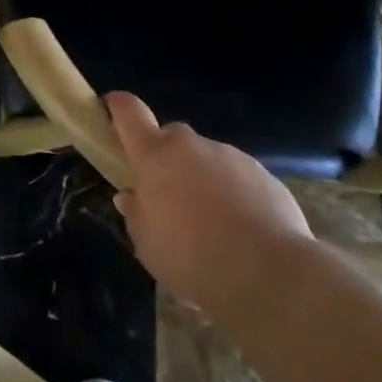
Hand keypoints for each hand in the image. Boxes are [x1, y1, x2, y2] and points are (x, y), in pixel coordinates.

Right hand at [107, 91, 313, 313]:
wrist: (269, 274)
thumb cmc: (193, 258)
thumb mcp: (148, 246)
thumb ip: (136, 214)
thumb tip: (132, 196)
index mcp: (155, 156)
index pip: (128, 112)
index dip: (118, 107)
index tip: (112, 111)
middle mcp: (191, 145)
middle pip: (170, 139)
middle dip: (165, 161)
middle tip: (168, 198)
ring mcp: (230, 156)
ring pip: (206, 160)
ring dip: (202, 181)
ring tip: (212, 226)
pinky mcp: (264, 175)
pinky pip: (238, 179)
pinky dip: (234, 196)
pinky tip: (242, 233)